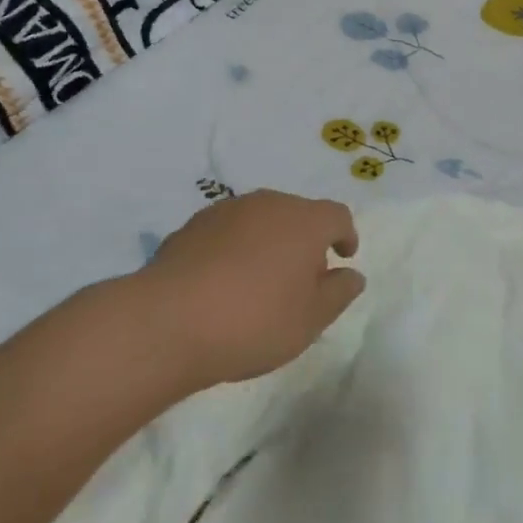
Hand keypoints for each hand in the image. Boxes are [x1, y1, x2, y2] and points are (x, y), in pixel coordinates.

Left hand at [142, 191, 364, 389]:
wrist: (170, 319)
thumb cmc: (254, 320)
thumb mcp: (310, 320)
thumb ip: (338, 293)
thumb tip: (352, 274)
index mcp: (304, 220)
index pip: (337, 215)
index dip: (345, 234)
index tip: (343, 257)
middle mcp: (269, 203)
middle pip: (297, 214)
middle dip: (305, 240)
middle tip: (302, 279)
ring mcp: (228, 209)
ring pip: (261, 219)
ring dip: (269, 242)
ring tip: (261, 281)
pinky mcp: (194, 224)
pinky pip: (229, 231)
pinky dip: (236, 248)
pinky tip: (224, 282)